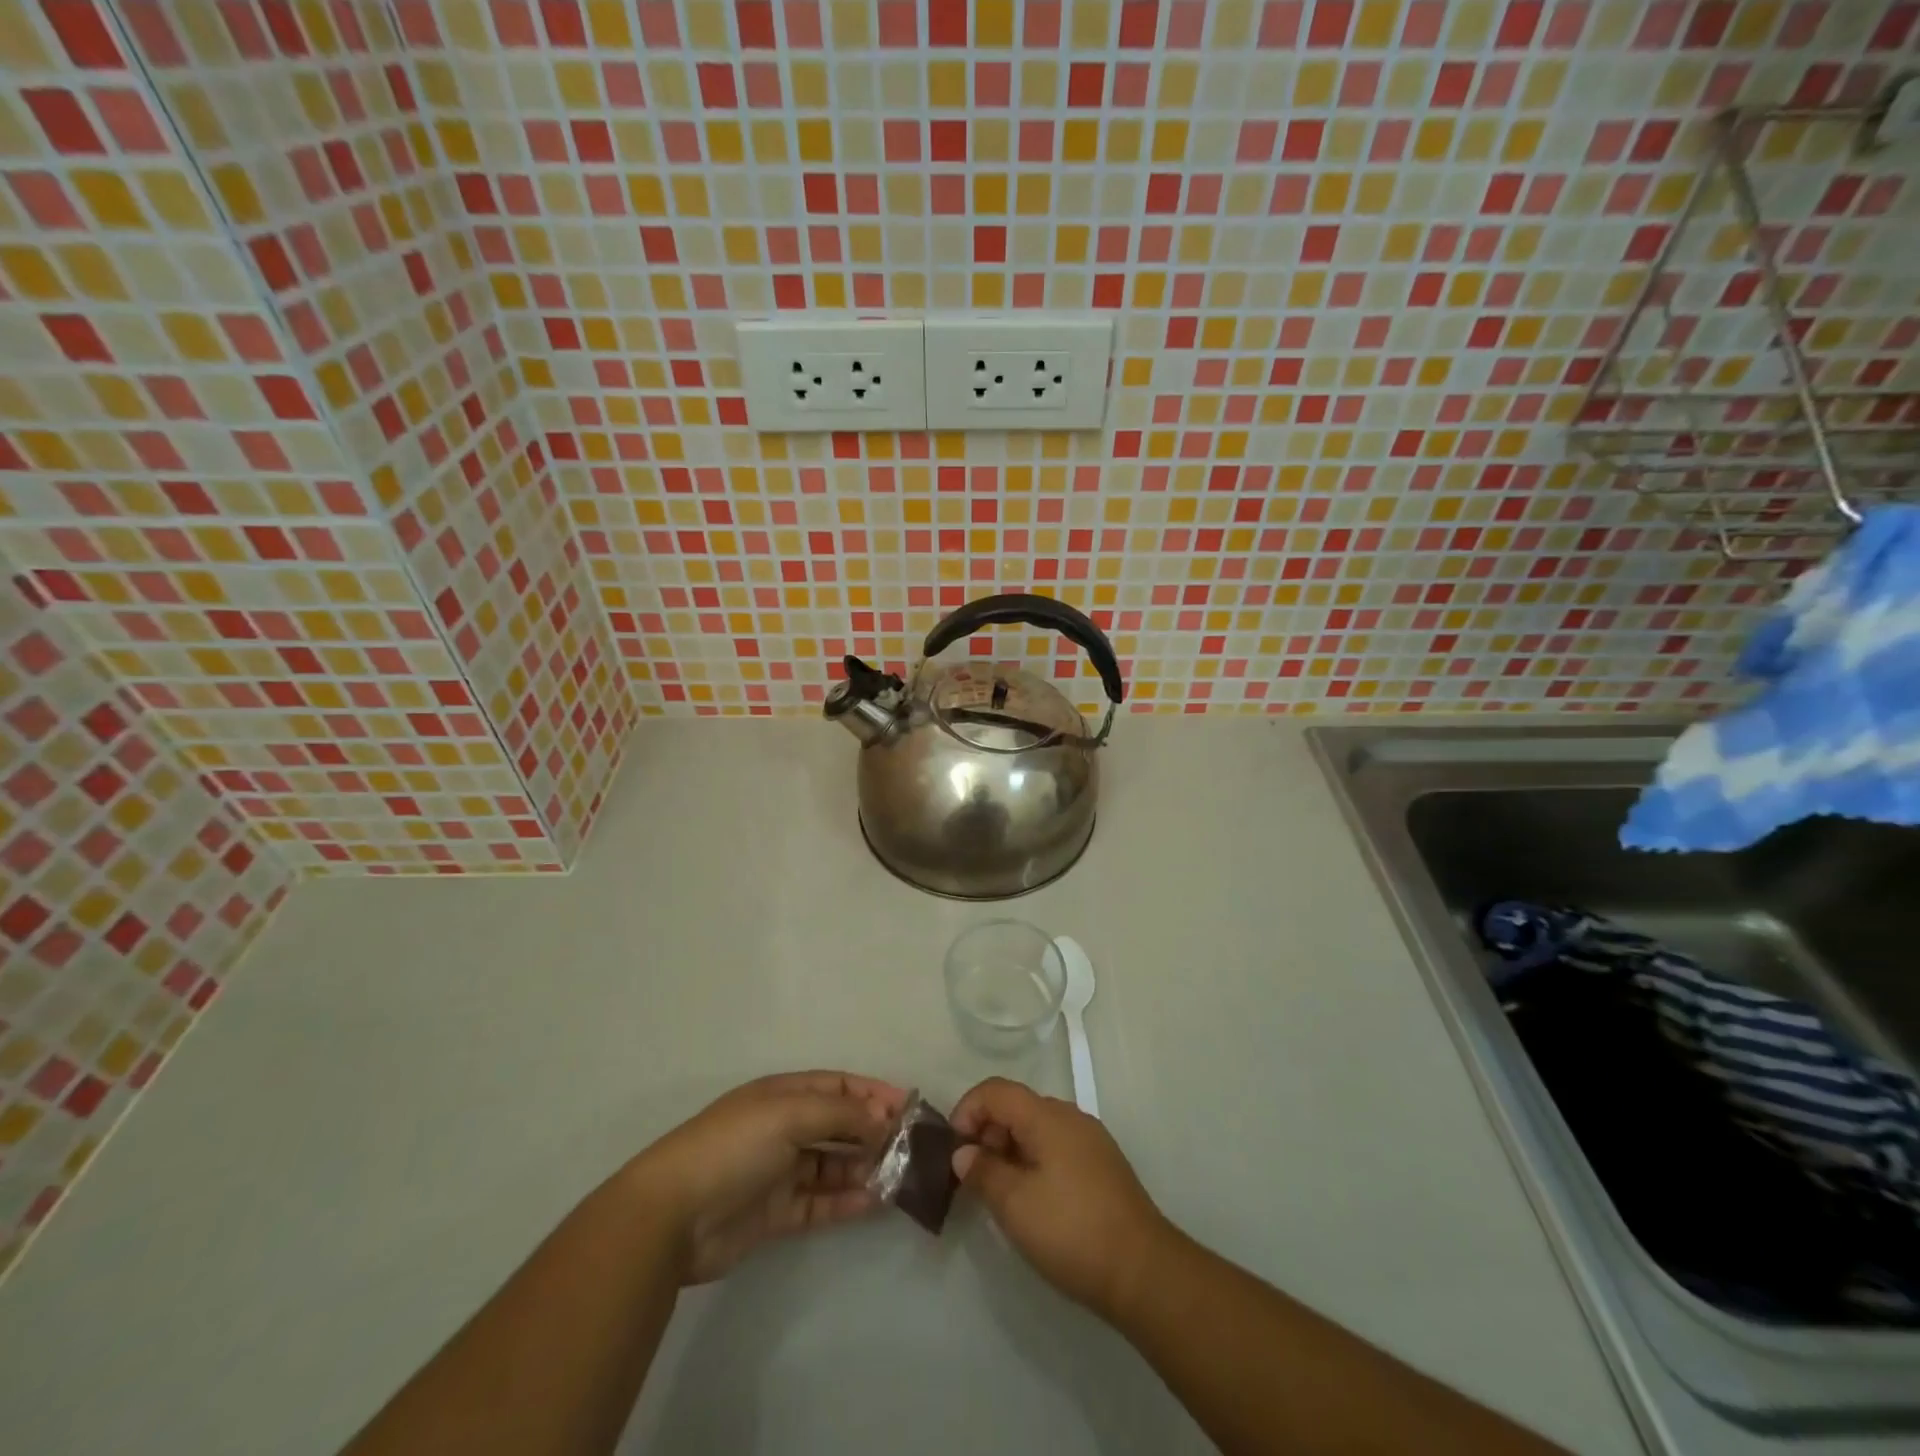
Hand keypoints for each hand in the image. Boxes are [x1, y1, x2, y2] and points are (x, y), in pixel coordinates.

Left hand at [629, 1071, 906, 1283]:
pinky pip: (820, 1203)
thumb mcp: (790, 1114)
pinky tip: (874, 1202)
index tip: (908, 1106)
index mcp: (782, 1095)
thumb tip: (883, 1120)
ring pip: (832, 1165)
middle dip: (872, 1131)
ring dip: (864, 1167)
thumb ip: (841, 1114)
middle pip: (837, 1125)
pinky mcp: (775, 1214)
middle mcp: (783, 1128)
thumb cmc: (734, 1146)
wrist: (673, 1215)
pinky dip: (846, 1201)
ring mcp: (778, 1172)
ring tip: (899, 1176)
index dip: (872, 1092)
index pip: (837, 1085)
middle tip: (910, 1147)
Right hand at [950, 1078, 1168, 1318]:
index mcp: (1047, 1116)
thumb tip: (964, 1153)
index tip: (954, 1150)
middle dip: (987, 1133)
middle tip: (974, 1177)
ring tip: (1000, 1192)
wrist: (1143, 1270)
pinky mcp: (1102, 1164)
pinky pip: (1057, 1146)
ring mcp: (1090, 1139)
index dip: (967, 1110)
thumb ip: (983, 1172)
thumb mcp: (1015, 1204)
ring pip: (1037, 1128)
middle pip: (1017, 1106)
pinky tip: (1033, 1199)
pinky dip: (1034, 1160)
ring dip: (1010, 1149)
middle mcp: (1070, 1116)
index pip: (996, 1090)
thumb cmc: (1071, 1231)